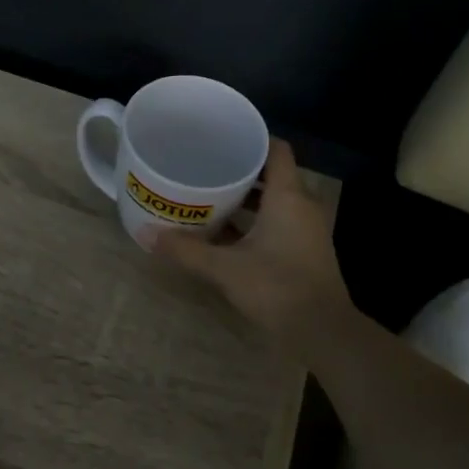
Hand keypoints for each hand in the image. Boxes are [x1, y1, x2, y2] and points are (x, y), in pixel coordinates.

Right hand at [151, 138, 353, 357]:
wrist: (322, 331)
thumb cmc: (276, 287)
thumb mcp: (224, 268)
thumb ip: (186, 250)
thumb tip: (146, 235)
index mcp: (288, 197)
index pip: (276, 149)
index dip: (252, 138)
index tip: (222, 137)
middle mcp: (302, 206)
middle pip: (273, 174)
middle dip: (241, 170)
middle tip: (206, 166)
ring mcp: (306, 230)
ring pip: (275, 201)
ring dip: (247, 198)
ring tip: (211, 196)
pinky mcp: (305, 251)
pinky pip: (278, 222)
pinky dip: (255, 220)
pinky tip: (227, 232)